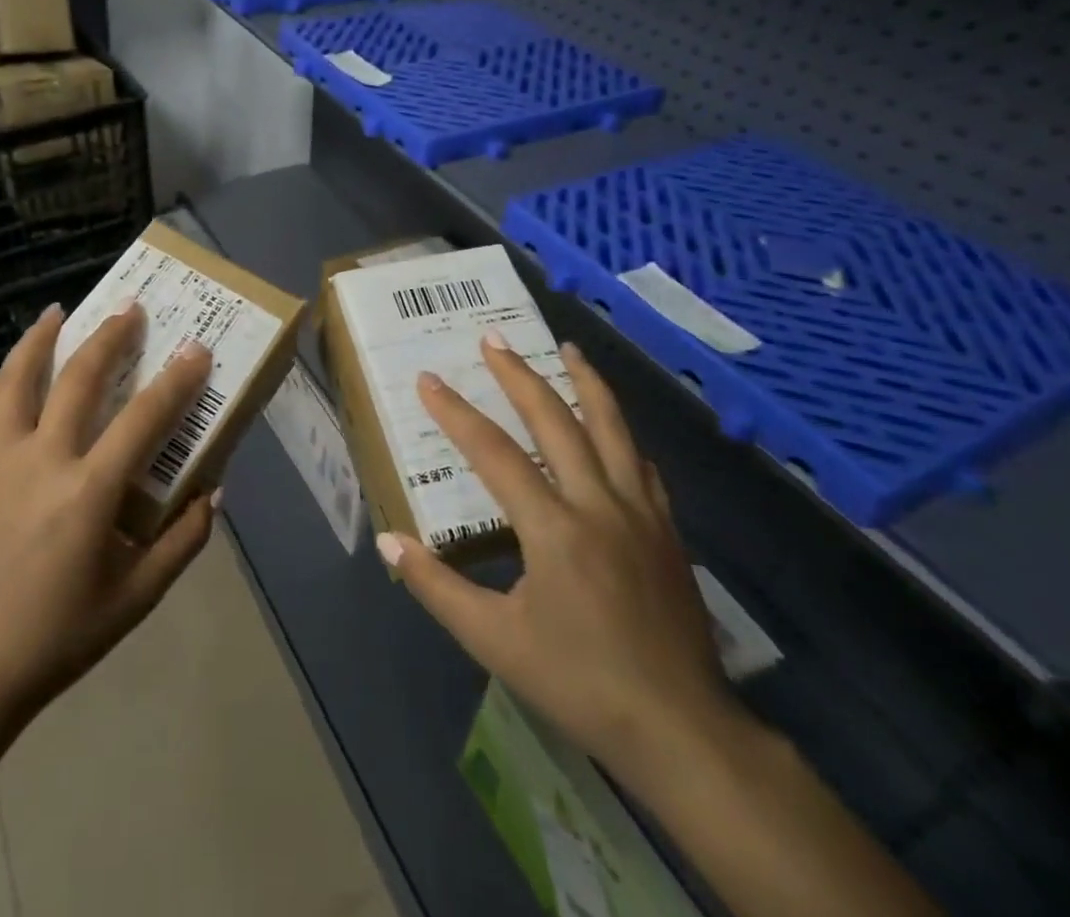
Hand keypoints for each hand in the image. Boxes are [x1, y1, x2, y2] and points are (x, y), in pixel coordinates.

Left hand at [0, 302, 216, 732]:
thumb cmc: (59, 638)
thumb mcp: (136, 599)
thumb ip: (182, 542)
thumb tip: (214, 491)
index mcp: (88, 493)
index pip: (143, 419)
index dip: (176, 380)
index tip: (196, 348)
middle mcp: (40, 462)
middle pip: (77, 379)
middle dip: (109, 336)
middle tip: (128, 307)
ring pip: (14, 381)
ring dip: (38, 340)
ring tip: (57, 312)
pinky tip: (1, 375)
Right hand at [379, 339, 740, 786]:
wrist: (681, 730)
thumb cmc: (580, 682)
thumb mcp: (494, 641)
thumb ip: (437, 586)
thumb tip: (389, 542)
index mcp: (554, 528)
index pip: (494, 453)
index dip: (456, 413)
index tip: (428, 381)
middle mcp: (599, 504)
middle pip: (556, 420)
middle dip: (519, 375)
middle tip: (493, 340)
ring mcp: (640, 512)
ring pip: (612, 428)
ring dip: (585, 381)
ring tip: (567, 347)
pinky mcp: (667, 530)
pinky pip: (641, 463)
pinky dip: (620, 432)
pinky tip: (611, 424)